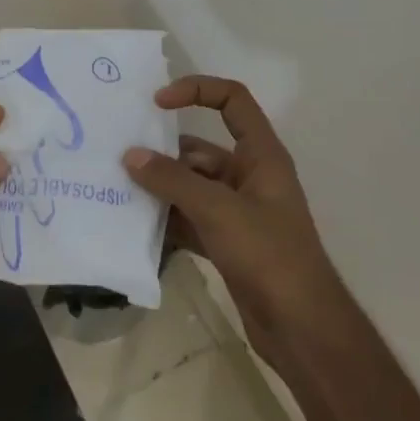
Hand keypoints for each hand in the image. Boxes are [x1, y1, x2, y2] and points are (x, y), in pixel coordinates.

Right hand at [123, 76, 341, 360]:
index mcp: (261, 155)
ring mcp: (238, 211)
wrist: (301, 330)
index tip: (157, 102)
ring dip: (160, 189)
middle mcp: (249, 176)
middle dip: (163, 152)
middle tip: (120, 156)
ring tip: (118, 190)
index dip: (196, 90)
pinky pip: (189, 219)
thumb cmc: (268, 255)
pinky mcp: (227, 242)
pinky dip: (167, 220)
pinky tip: (135, 227)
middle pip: (200, 149)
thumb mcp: (218, 210)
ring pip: (191, 186)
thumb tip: (131, 156)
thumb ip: (172, 181)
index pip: (232, 101)